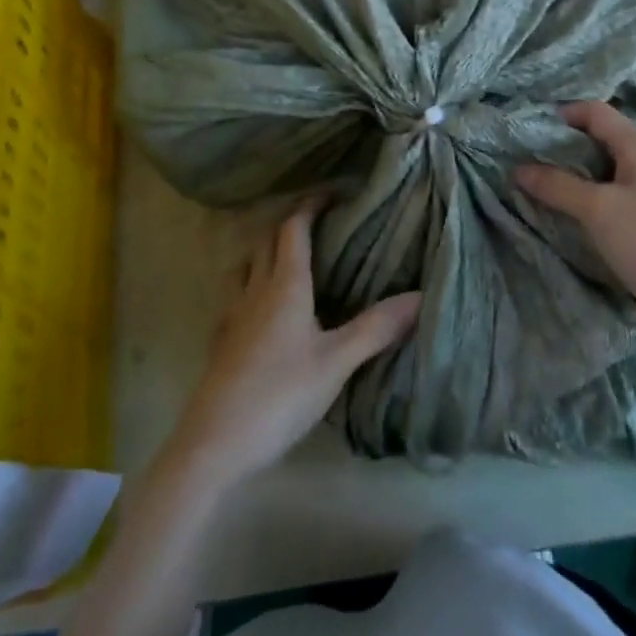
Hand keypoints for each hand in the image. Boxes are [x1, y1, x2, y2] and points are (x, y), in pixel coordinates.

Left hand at [168, 202, 421, 486]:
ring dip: (265, 250)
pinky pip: (236, 293)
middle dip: (289, 223)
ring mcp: (232, 313)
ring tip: (288, 256)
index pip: (293, 228)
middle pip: (266, 239)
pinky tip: (262, 306)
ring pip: (246, 264)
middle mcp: (255, 288)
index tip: (331, 193)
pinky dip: (251, 282)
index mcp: (284, 284)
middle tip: (317, 222)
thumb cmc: (280, 394)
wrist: (215, 442)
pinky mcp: (221, 339)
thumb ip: (376, 327)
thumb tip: (420, 294)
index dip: (310, 205)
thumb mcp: (336, 362)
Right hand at [516, 102, 635, 352]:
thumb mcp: (599, 210)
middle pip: (597, 141)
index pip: (594, 111)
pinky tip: (564, 217)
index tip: (523, 130)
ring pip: (602, 173)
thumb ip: (557, 185)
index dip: (559, 115)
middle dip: (559, 149)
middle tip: (520, 161)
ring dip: (570, 179)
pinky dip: (586, 203)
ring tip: (533, 188)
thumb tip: (518, 168)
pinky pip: (610, 201)